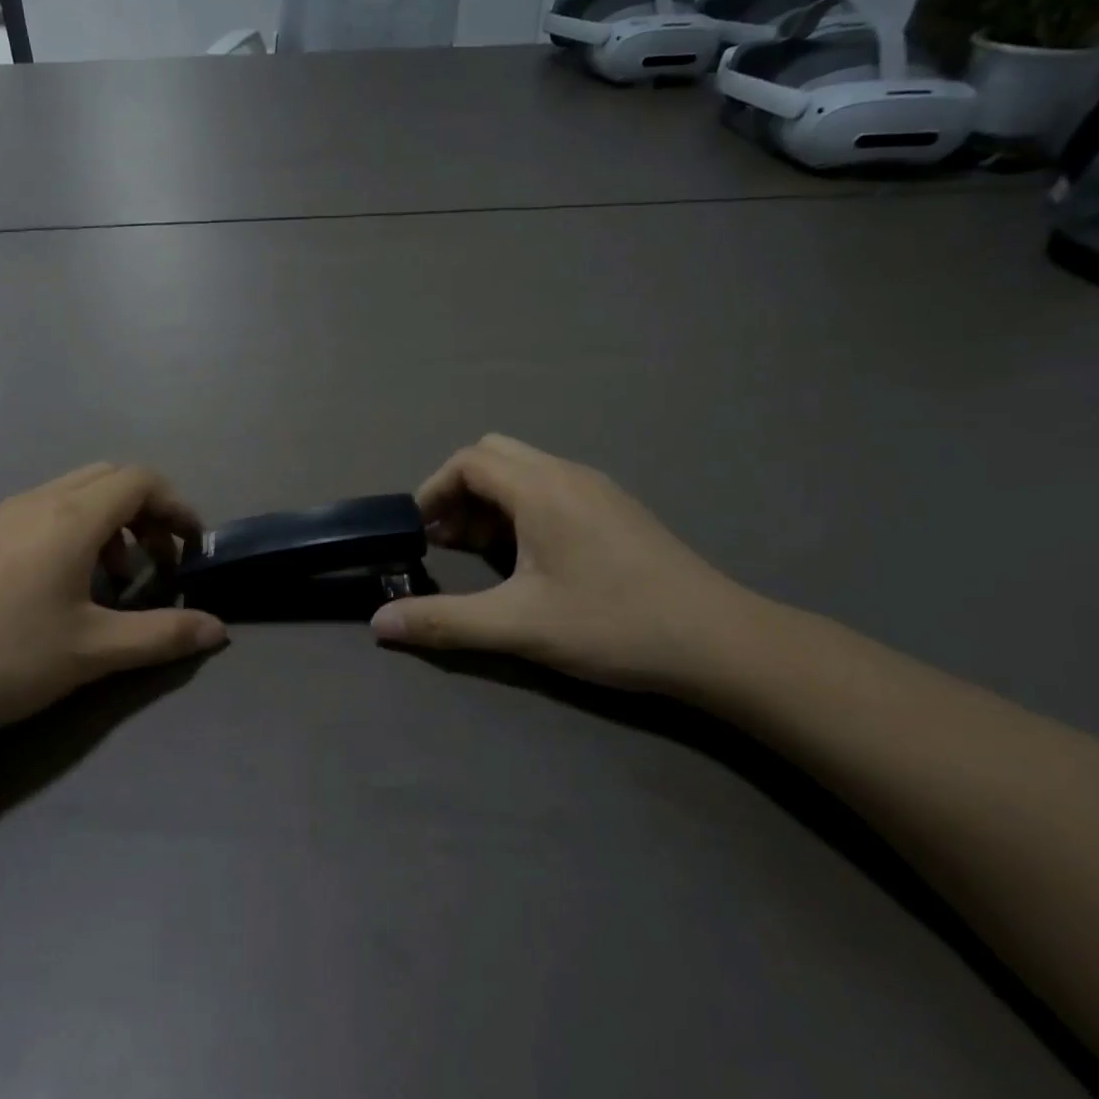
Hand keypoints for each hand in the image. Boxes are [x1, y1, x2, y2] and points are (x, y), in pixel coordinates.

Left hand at [0, 464, 226, 742]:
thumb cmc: (3, 658)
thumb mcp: (92, 651)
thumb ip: (162, 635)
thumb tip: (219, 629)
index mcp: (71, 517)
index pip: (141, 480)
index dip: (177, 506)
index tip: (191, 549)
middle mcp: (40, 500)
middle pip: (111, 477)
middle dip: (148, 511)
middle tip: (159, 562)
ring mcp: (5, 514)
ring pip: (77, 492)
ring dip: (112, 522)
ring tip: (115, 579)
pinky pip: (47, 510)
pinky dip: (78, 529)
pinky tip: (66, 585)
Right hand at [371, 435, 763, 691]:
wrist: (719, 642)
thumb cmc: (612, 624)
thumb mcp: (519, 626)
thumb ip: (444, 621)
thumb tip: (379, 623)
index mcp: (541, 488)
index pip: (469, 461)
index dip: (433, 490)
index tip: (418, 532)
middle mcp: (567, 474)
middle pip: (494, 456)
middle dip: (460, 492)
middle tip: (448, 542)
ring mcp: (597, 490)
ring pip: (525, 472)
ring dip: (491, 502)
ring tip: (481, 554)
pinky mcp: (615, 510)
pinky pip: (552, 489)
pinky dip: (521, 510)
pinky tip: (529, 560)